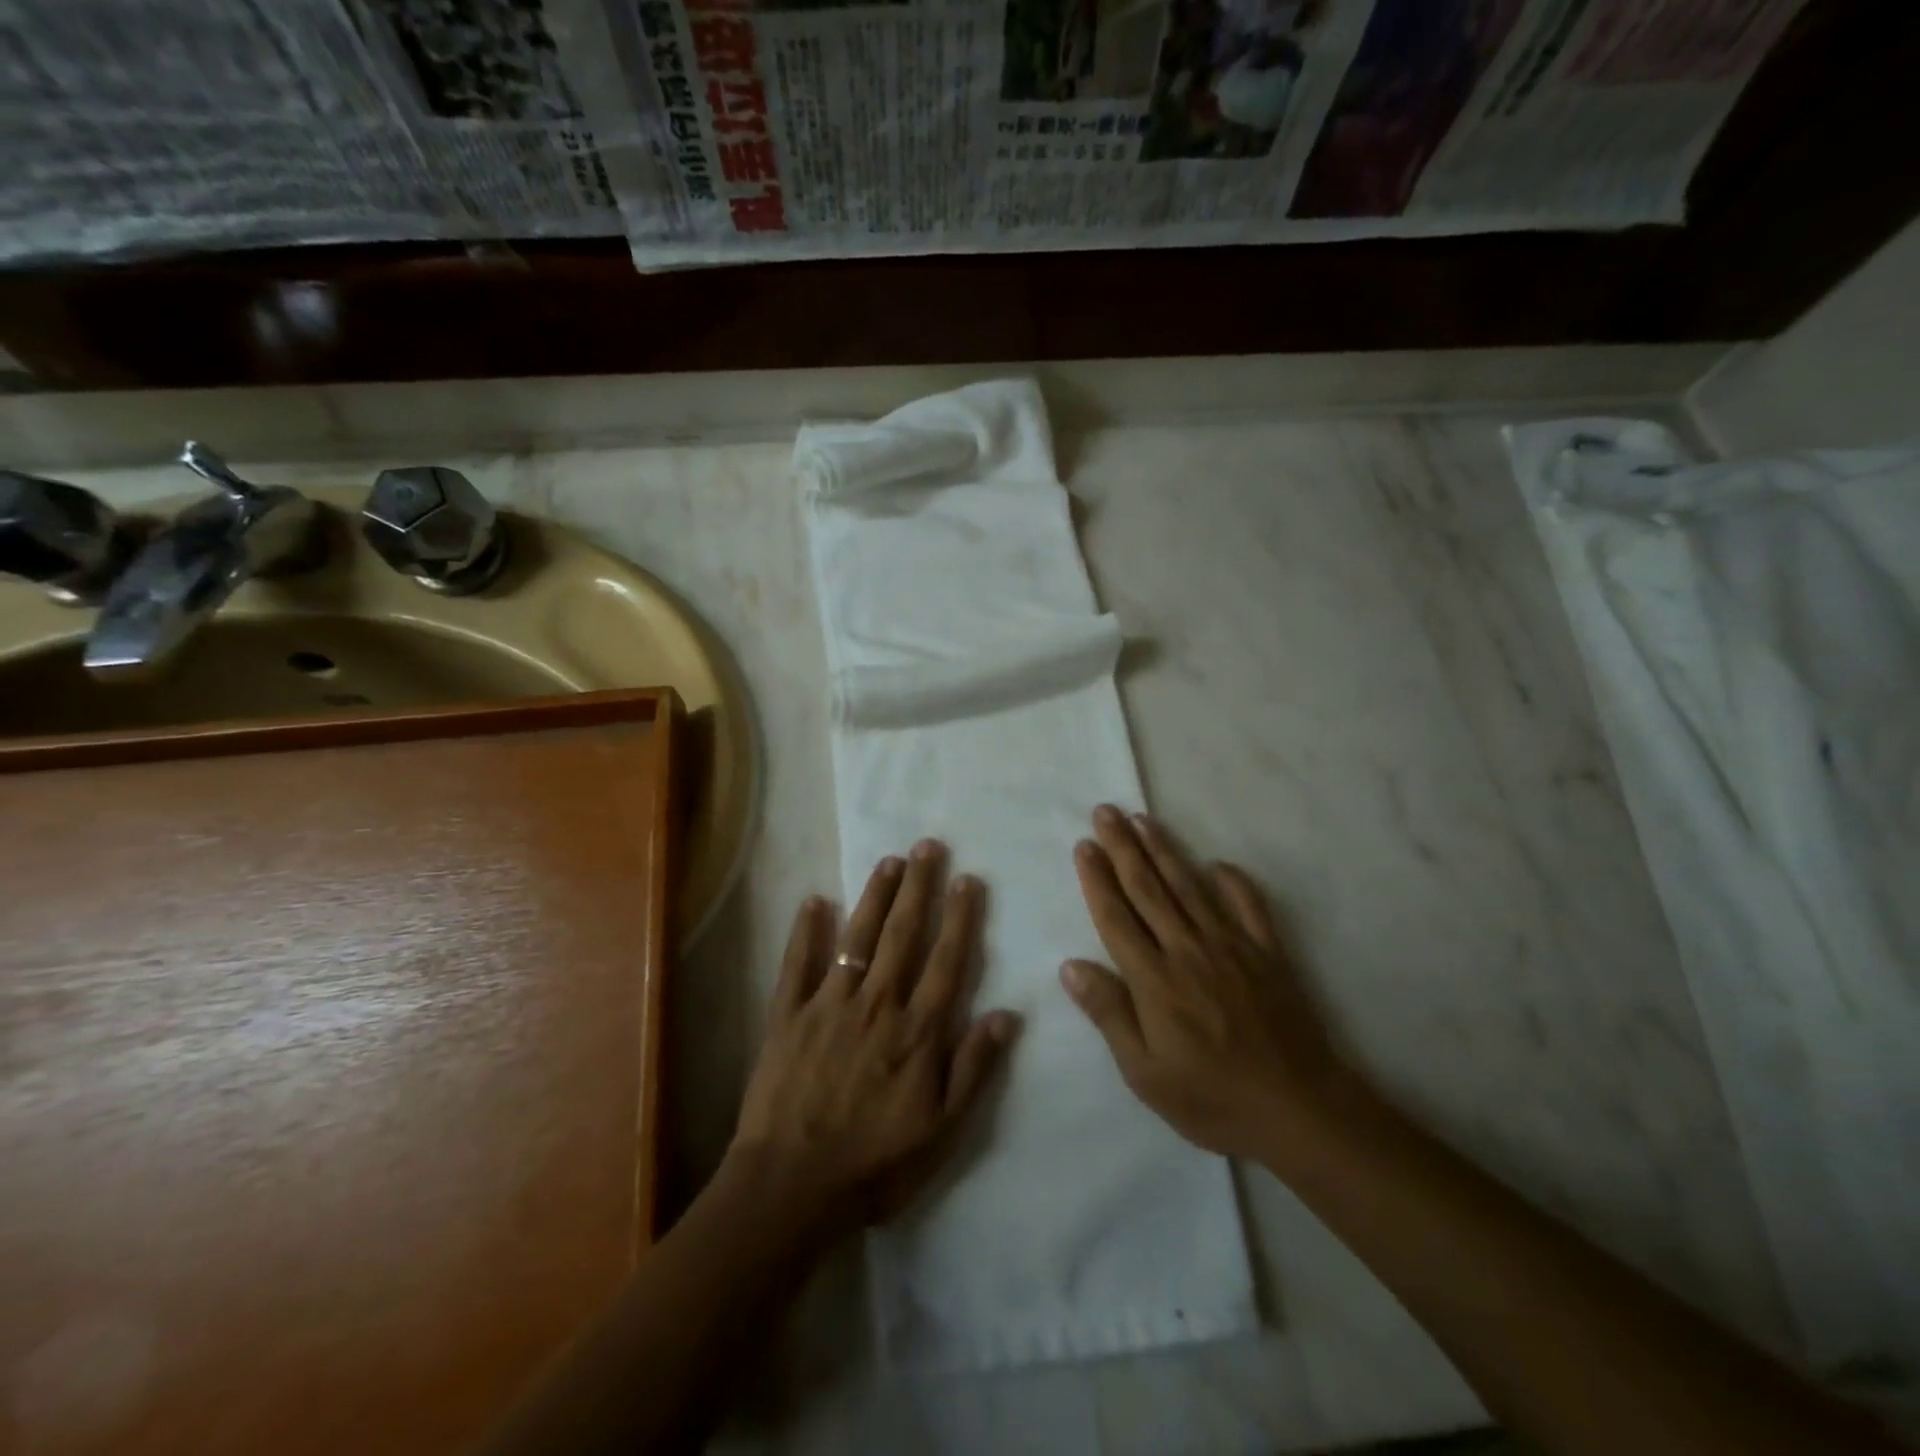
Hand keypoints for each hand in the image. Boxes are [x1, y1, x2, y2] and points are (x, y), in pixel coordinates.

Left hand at [730, 841, 1018, 1235]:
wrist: (792, 1186)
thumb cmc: (875, 1162)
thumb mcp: (941, 1129)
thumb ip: (973, 1068)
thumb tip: (1008, 1013)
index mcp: (916, 1030)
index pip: (946, 961)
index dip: (959, 918)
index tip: (967, 879)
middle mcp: (877, 1004)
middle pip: (902, 935)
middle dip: (918, 888)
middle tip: (927, 846)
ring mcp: (829, 1004)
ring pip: (857, 938)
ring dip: (874, 897)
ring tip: (889, 862)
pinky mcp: (788, 1015)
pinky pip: (797, 965)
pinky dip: (804, 932)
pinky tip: (812, 901)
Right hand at [1061, 805, 1352, 1160]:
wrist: (1299, 1110)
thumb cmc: (1212, 1098)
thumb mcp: (1145, 1073)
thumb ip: (1109, 1014)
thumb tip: (1071, 965)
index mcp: (1154, 979)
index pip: (1117, 917)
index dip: (1097, 879)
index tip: (1084, 845)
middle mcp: (1188, 949)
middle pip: (1148, 888)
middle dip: (1123, 847)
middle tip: (1106, 812)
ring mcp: (1231, 946)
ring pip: (1188, 886)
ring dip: (1163, 850)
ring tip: (1142, 820)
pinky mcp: (1267, 953)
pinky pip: (1248, 905)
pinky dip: (1232, 881)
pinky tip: (1217, 864)